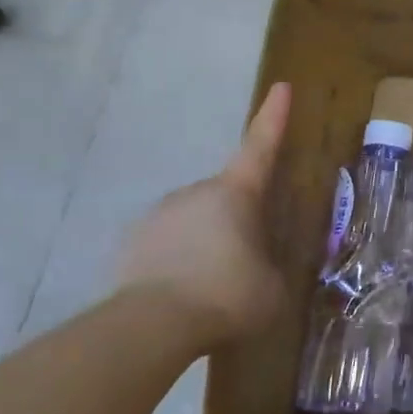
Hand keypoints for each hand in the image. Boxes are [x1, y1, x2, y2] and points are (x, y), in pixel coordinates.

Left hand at [117, 83, 292, 345]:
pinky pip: (166, 245)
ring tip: (212, 288)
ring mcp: (158, 215)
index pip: (261, 146)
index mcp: (236, 193)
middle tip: (247, 262)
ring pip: (194, 222)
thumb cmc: (228, 296)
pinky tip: (182, 295)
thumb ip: (276, 269)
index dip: (274, 116)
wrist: (151, 327)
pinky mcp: (130, 244)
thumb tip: (272, 270)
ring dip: (206, 243)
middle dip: (238, 220)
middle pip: (227, 196)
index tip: (281, 86)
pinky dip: (177, 261)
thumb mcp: (274, 288)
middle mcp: (195, 192)